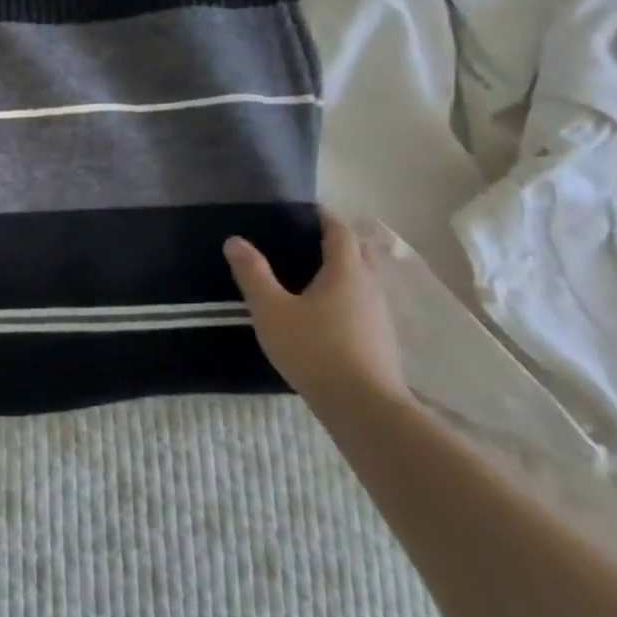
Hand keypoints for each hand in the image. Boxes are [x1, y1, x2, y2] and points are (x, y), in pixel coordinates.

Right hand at [224, 211, 410, 406]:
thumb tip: (235, 240)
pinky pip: (365, 303)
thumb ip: (253, 274)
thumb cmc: (314, 349)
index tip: (306, 210)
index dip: (325, 217)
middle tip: (310, 240)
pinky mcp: (381, 339)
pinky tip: (327, 313)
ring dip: (347, 269)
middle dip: (340, 240)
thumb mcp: (272, 310)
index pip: (340, 231)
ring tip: (314, 275)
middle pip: (361, 251)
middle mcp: (369, 286)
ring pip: (366, 279)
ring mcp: (380, 314)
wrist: (363, 406)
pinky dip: (349, 295)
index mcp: (346, 271)